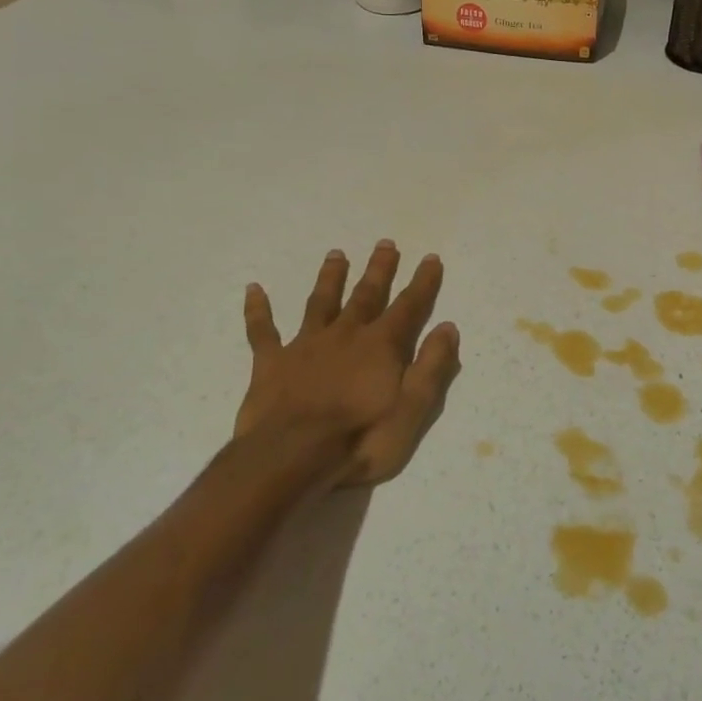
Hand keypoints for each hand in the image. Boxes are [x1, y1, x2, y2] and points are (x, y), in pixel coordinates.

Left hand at [235, 241, 460, 486]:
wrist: (291, 457)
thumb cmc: (360, 439)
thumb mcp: (412, 410)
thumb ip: (432, 366)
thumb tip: (447, 327)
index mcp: (380, 346)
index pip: (408, 307)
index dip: (422, 283)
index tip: (431, 258)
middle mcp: (345, 335)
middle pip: (366, 295)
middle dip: (378, 270)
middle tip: (385, 243)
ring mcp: (305, 346)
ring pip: (320, 303)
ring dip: (330, 278)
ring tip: (336, 254)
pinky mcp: (271, 363)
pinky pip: (262, 331)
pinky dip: (258, 310)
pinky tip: (253, 289)